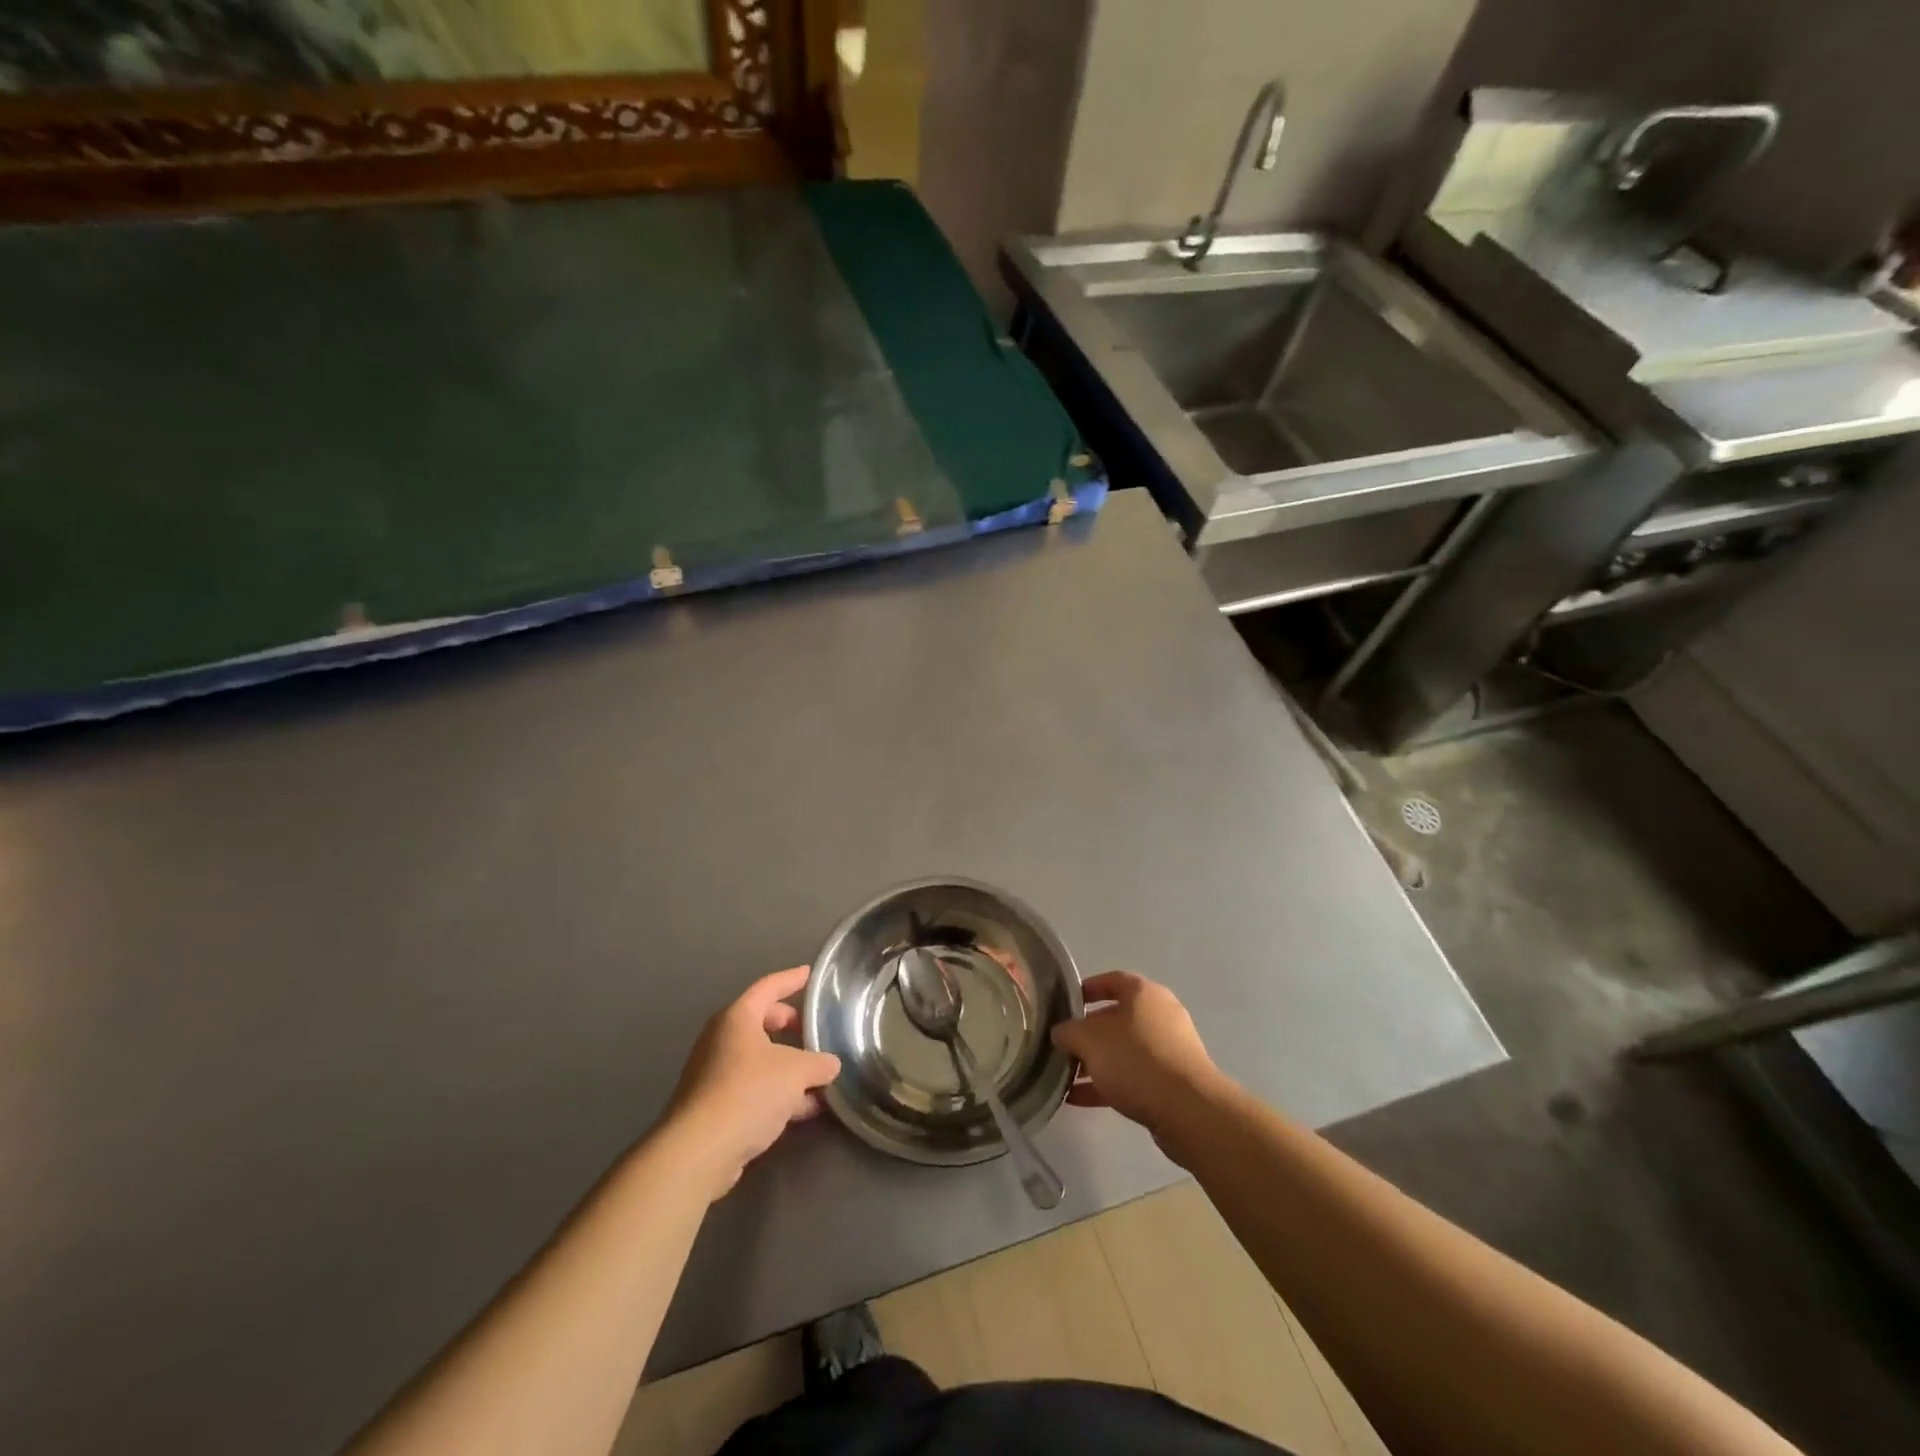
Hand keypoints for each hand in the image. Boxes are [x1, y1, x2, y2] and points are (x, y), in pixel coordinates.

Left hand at [666, 966, 841, 1199]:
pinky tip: (805, 1109)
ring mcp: (715, 1074)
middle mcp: (722, 1040)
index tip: (809, 973)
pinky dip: (778, 1092)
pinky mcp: (714, 1106)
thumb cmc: (748, 1092)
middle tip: (814, 1033)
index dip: (791, 979)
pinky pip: (753, 1088)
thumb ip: (819, 1063)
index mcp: (738, 1018)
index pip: (768, 987)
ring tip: (820, 1078)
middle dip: (791, 1027)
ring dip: (789, 1067)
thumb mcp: (796, 1072)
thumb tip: (831, 1064)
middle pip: (762, 1023)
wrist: (699, 1151)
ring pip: (760, 1060)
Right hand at [1052, 972, 1220, 1144]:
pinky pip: (1134, 1075)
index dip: (1087, 989)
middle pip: (1116, 1018)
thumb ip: (1069, 1032)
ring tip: (1066, 1076)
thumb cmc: (1136, 1060)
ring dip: (1096, 1061)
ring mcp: (1170, 1049)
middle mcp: (1160, 1014)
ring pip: (1124, 1049)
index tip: (1065, 1004)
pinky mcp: (1173, 1081)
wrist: (1188, 1111)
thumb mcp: (1090, 1040)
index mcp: (1144, 993)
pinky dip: (1108, 1083)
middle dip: (1087, 1033)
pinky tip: (1079, 1099)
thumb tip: (1060, 1033)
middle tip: (1062, 1046)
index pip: (1111, 980)